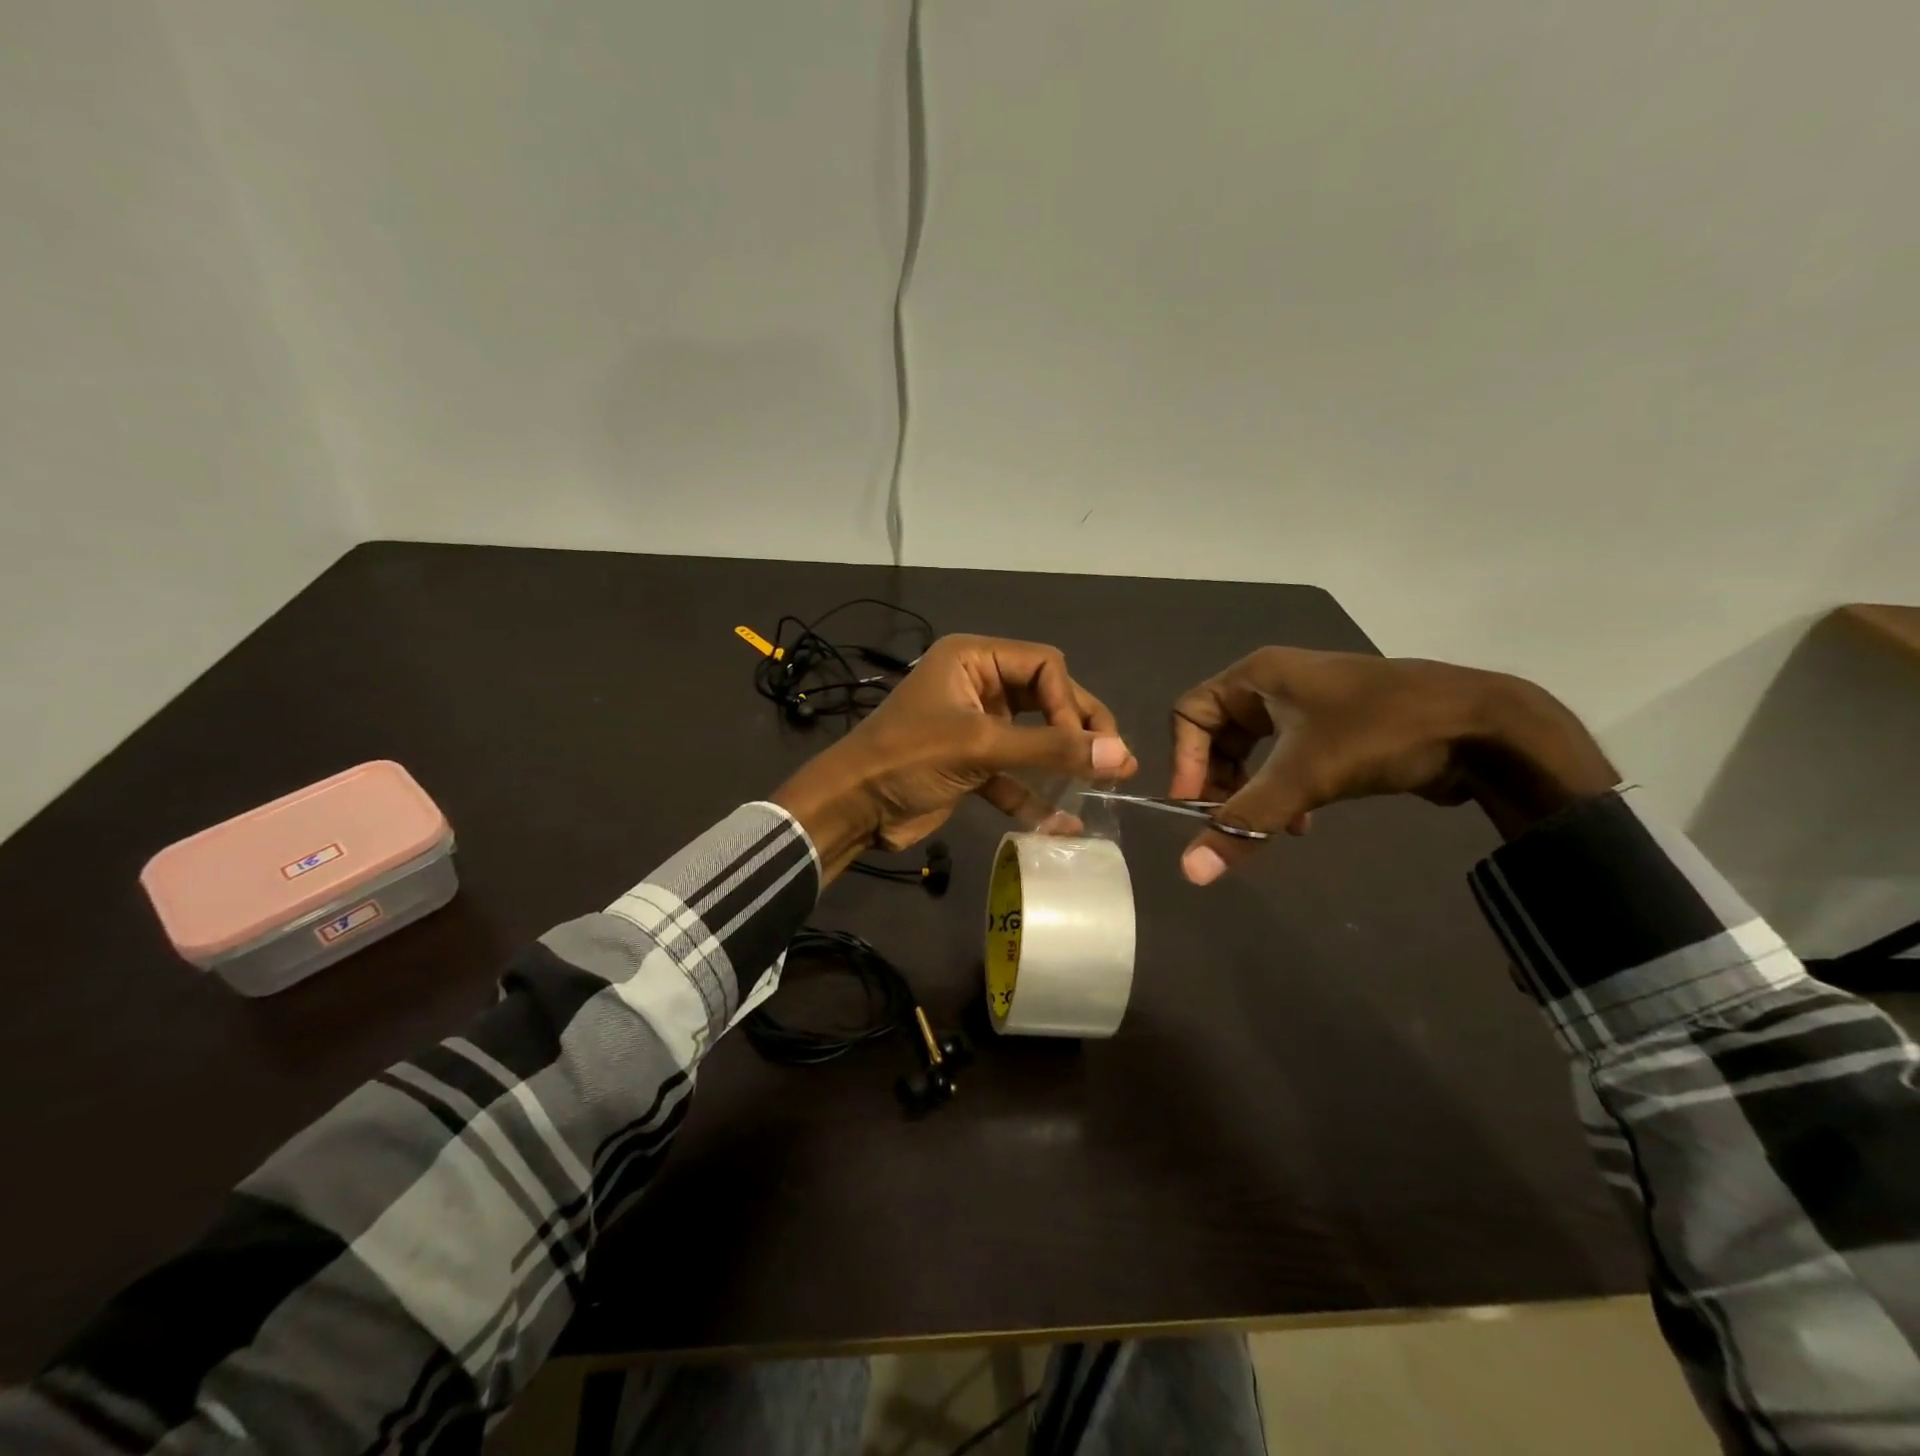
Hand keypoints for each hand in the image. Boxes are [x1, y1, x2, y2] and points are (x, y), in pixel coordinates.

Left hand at [773, 635, 1137, 877]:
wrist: (853, 807)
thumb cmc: (909, 758)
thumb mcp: (979, 746)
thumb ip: (1050, 749)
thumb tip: (1120, 754)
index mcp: (973, 659)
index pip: (1044, 666)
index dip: (1070, 702)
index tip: (1082, 745)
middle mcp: (977, 685)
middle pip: (1044, 700)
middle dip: (1078, 731)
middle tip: (1116, 760)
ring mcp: (975, 727)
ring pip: (1033, 739)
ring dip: (1063, 763)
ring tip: (1106, 786)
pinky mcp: (971, 765)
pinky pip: (1014, 775)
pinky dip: (1035, 797)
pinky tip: (1064, 824)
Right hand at [1169, 648, 1616, 884]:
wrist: (1483, 727)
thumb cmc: (1380, 732)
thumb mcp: (1304, 775)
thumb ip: (1243, 821)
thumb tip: (1190, 872)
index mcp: (1258, 676)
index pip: (1190, 714)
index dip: (1184, 761)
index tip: (1194, 807)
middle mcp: (1275, 685)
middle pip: (1217, 736)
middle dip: (1219, 782)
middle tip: (1227, 822)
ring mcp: (1307, 706)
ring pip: (1252, 753)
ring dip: (1251, 793)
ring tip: (1268, 827)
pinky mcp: (1334, 730)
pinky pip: (1285, 761)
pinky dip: (1282, 792)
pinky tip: (1300, 824)